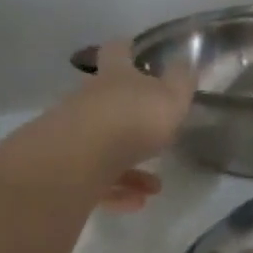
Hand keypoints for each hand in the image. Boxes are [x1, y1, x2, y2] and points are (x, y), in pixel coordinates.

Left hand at [62, 39, 195, 210]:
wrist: (79, 159)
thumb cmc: (132, 119)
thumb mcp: (170, 97)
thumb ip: (181, 81)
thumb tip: (185, 61)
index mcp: (114, 77)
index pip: (117, 52)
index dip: (127, 49)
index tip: (136, 51)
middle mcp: (89, 101)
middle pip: (108, 102)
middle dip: (131, 117)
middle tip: (156, 133)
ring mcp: (73, 135)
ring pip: (104, 146)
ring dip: (131, 166)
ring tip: (155, 186)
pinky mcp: (66, 169)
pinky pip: (96, 179)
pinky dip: (117, 190)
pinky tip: (137, 203)